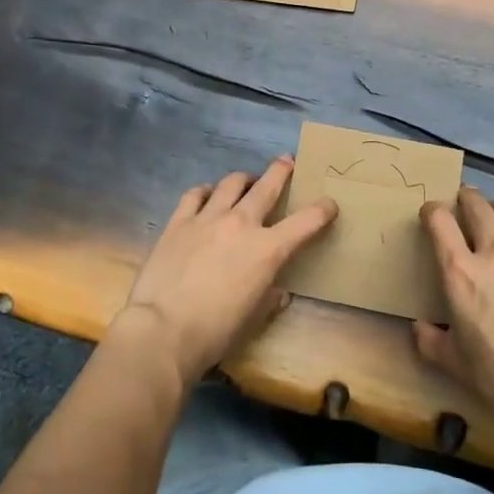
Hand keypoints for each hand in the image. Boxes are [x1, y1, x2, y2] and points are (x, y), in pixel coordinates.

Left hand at [112, 157, 337, 383]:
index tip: (329, 204)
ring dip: (244, 179)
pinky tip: (207, 195)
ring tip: (246, 180)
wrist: (164, 330)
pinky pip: (196, 194)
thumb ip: (269, 298)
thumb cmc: (216, 332)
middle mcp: (241, 223)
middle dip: (281, 171)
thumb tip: (277, 291)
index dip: (322, 210)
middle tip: (287, 161)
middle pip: (267, 186)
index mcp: (268, 249)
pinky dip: (206, 191)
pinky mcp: (179, 221)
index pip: (305, 222)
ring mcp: (208, 218)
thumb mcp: (253, 318)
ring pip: (231, 183)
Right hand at [413, 188, 493, 429]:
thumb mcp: (453, 362)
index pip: (440, 221)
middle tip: (463, 200)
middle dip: (466, 198)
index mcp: (460, 272)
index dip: (432, 211)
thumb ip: (430, 340)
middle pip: (477, 206)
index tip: (430, 213)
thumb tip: (419, 327)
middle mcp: (493, 252)